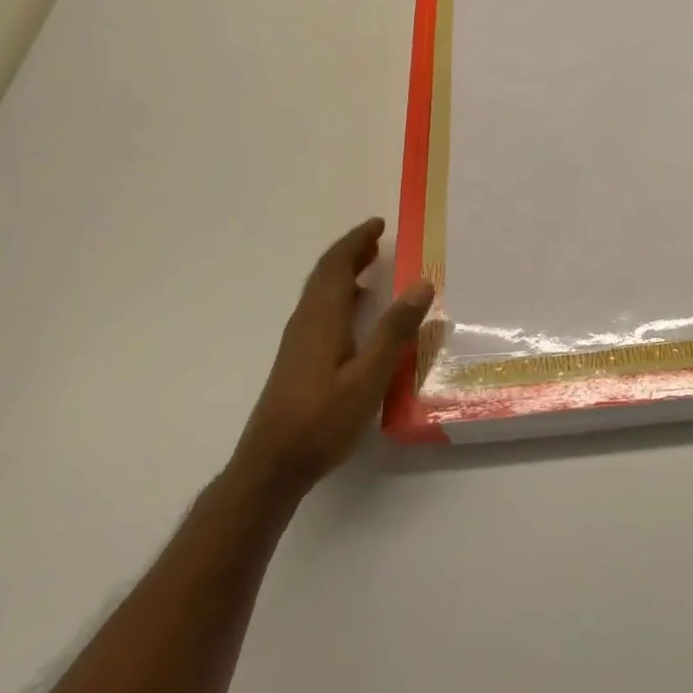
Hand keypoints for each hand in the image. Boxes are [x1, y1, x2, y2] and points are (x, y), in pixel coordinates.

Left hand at [232, 218, 434, 493]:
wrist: (270, 468)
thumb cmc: (321, 421)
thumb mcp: (368, 377)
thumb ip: (394, 330)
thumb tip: (422, 283)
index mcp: (321, 319)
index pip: (336, 266)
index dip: (356, 241)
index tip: (378, 224)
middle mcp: (306, 323)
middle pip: (325, 275)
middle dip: (350, 252)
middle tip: (377, 238)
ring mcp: (298, 343)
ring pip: (320, 293)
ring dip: (344, 272)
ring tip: (371, 266)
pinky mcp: (297, 361)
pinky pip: (320, 310)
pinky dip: (340, 295)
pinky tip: (356, 313)